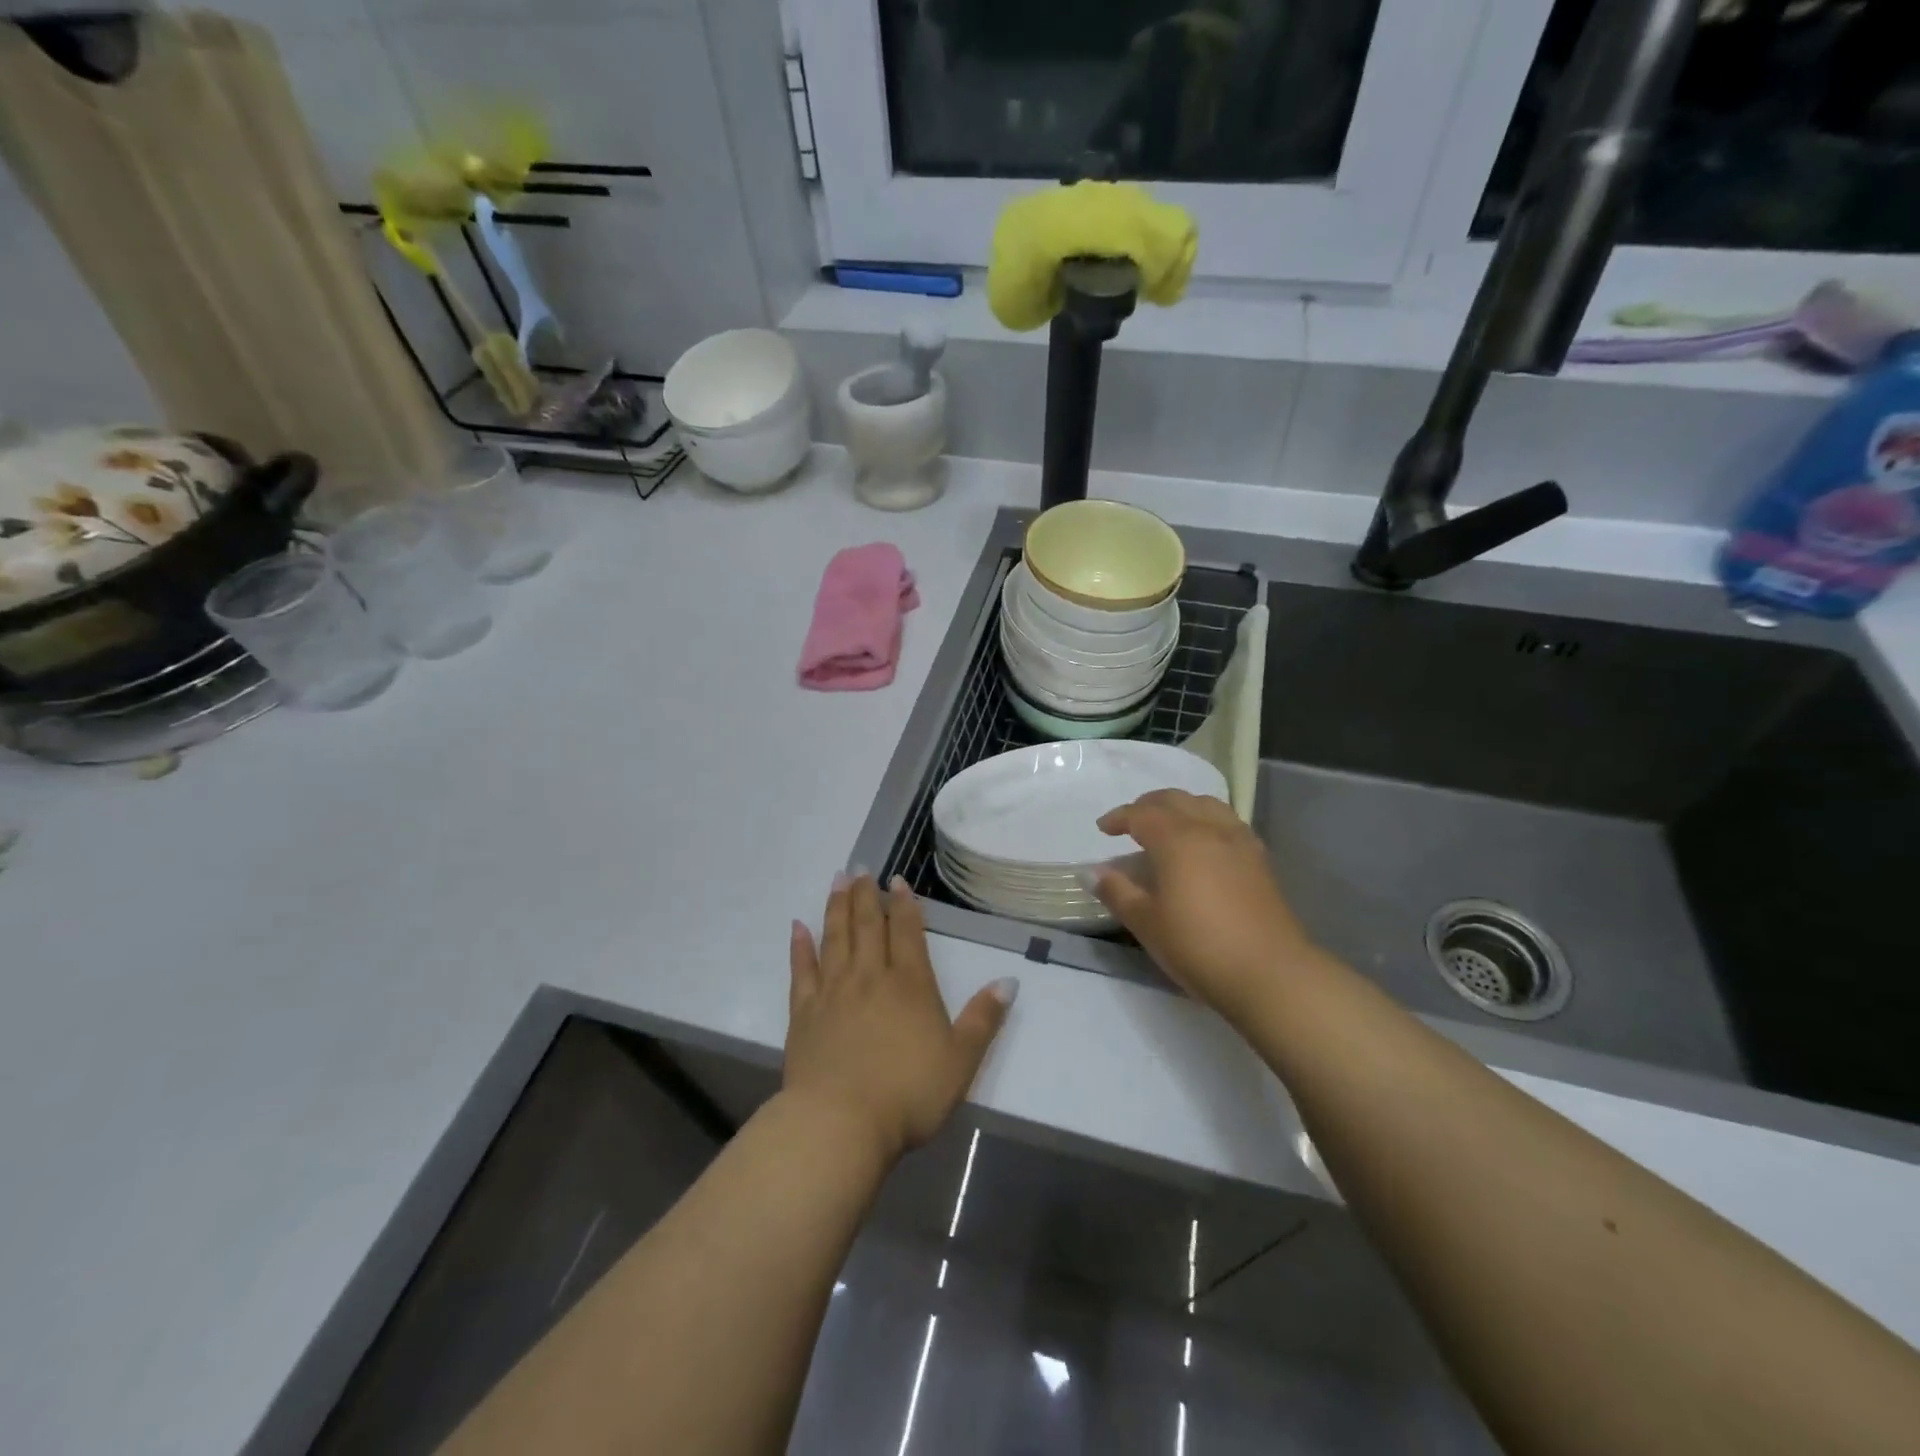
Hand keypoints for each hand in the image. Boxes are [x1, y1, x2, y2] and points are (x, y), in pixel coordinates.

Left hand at [786, 874, 1015, 1165]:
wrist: (840, 1123)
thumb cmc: (908, 1094)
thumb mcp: (961, 1060)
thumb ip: (984, 1019)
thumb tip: (1009, 980)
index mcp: (909, 984)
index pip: (907, 932)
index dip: (904, 904)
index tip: (897, 880)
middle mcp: (870, 977)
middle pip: (868, 925)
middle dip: (866, 895)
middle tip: (860, 867)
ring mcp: (833, 992)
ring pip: (835, 938)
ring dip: (836, 907)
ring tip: (837, 880)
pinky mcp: (804, 1013)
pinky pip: (802, 970)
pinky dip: (800, 946)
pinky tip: (798, 927)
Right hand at [1092, 790, 1315, 1021]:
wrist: (1270, 973)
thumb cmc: (1198, 946)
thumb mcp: (1146, 923)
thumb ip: (1117, 892)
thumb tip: (1093, 872)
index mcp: (1177, 839)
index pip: (1141, 814)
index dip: (1119, 817)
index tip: (1103, 829)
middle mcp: (1209, 829)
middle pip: (1175, 800)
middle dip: (1148, 805)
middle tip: (1130, 823)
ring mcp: (1239, 841)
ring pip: (1206, 804)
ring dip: (1180, 807)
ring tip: (1167, 826)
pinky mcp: (1260, 859)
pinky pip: (1227, 821)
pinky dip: (1206, 819)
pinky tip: (1203, 844)